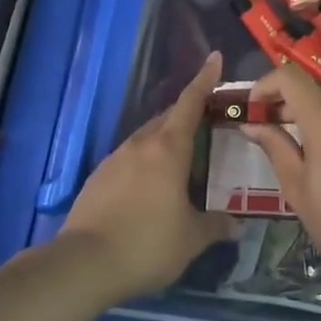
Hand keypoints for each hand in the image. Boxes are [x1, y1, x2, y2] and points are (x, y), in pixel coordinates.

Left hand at [59, 52, 236, 299]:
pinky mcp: (98, 178)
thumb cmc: (147, 243)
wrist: (83, 263)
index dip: (205, 79)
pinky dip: (146, 161)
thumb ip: (216, 226)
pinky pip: (130, 159)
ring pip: (147, 138)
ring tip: (183, 157)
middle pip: (168, 118)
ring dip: (166, 139)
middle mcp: (140, 145)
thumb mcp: (191, 239)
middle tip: (209, 118)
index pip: (190, 103)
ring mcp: (114, 160)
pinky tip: (152, 185)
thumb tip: (236, 225)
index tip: (215, 57)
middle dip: (189, 113)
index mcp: (168, 149)